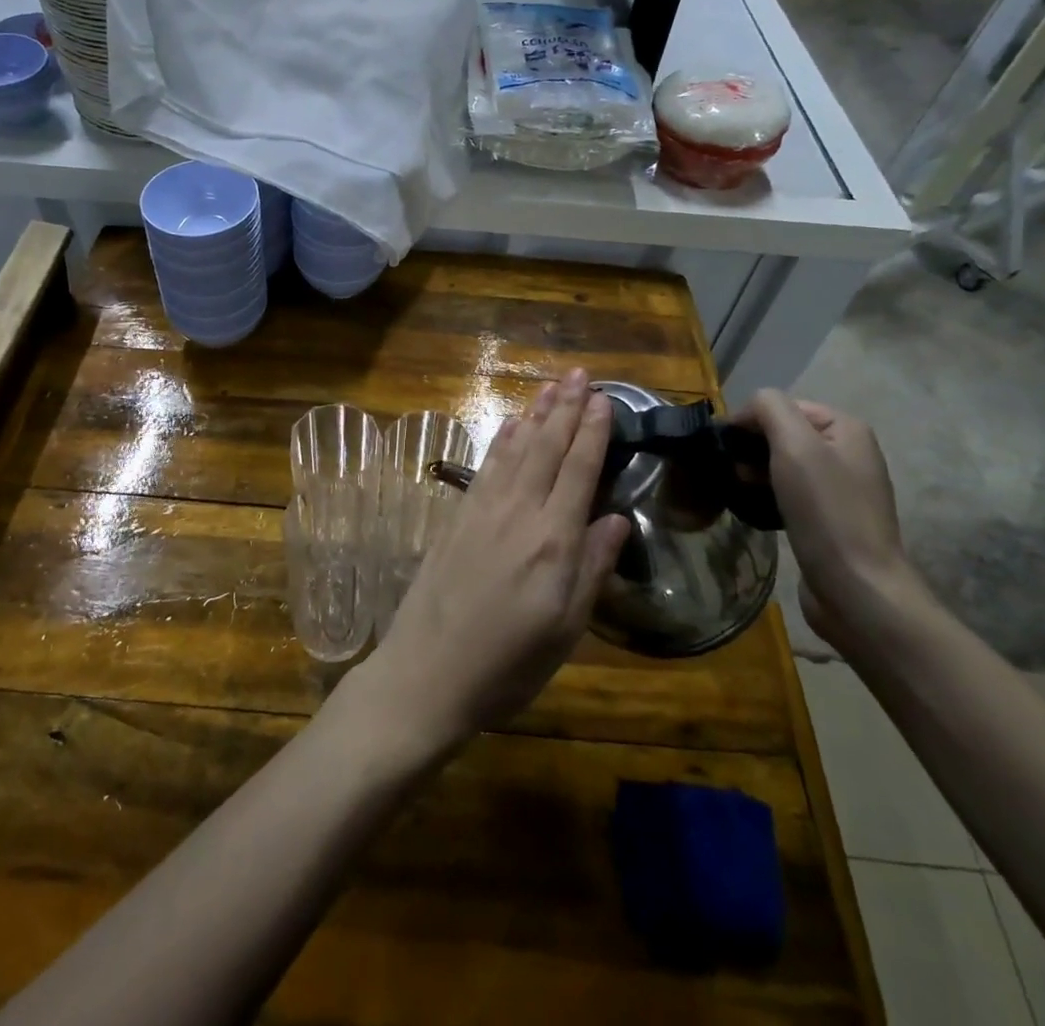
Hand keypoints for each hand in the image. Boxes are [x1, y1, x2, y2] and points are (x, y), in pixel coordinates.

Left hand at [350, 369, 630, 762]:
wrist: (427, 671)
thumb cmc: (508, 663)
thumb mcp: (566, 629)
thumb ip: (592, 568)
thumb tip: (617, 519)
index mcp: (553, 540)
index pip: (579, 470)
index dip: (593, 431)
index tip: (605, 399)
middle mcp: (518, 512)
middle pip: (546, 447)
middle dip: (566, 407)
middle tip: (581, 373)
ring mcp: (482, 509)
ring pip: (515, 448)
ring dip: (535, 414)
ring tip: (551, 386)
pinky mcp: (456, 516)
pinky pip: (486, 466)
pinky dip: (500, 440)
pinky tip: (509, 425)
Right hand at [735, 390, 931, 653]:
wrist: (856, 587)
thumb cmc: (825, 510)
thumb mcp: (795, 445)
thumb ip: (769, 408)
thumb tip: (746, 410)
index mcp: (846, 429)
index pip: (784, 405)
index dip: (751, 419)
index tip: (725, 445)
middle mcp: (849, 453)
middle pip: (784, 433)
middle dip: (751, 446)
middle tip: (729, 469)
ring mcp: (842, 488)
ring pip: (784, 464)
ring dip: (755, 471)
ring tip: (737, 489)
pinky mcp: (830, 519)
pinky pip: (790, 492)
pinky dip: (767, 494)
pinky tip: (754, 508)